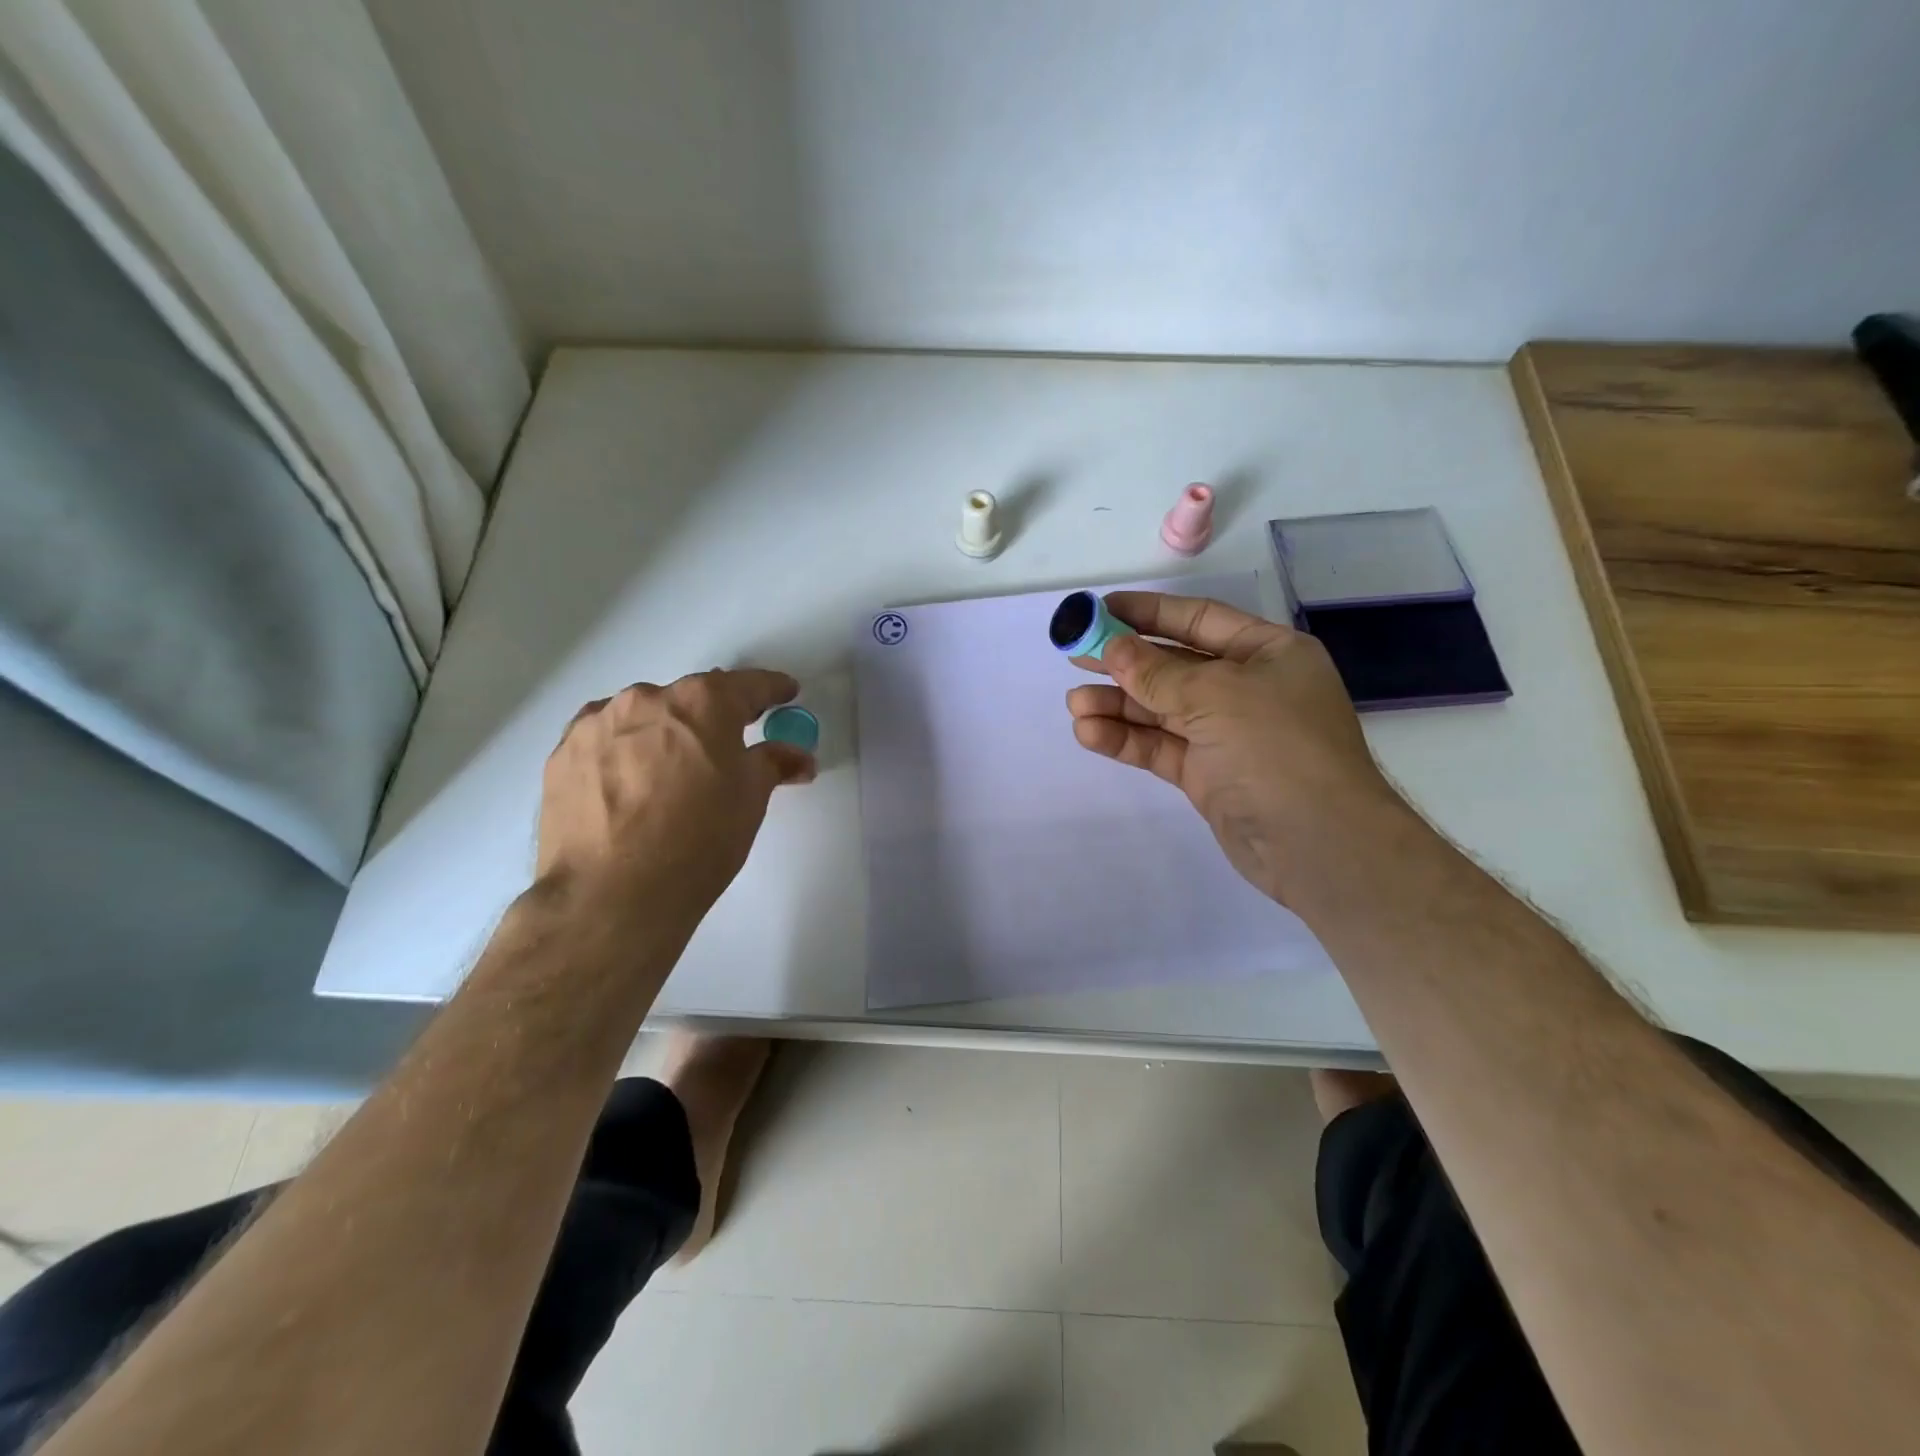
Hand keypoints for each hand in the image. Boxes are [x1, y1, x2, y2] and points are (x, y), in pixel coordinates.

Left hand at [537, 669, 815, 924]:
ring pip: (643, 718)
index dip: (772, 689)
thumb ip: (773, 764)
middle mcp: (647, 699)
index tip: (786, 693)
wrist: (611, 895)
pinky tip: (630, 786)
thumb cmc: (698, 840)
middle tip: (727, 748)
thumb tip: (795, 756)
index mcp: (702, 703)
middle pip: (690, 699)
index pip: (748, 685)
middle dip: (713, 718)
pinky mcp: (562, 755)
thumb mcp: (750, 800)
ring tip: (671, 774)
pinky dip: (625, 752)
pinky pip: (606, 741)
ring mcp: (597, 724)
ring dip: (664, 734)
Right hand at [1066, 592, 1401, 901]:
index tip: (1099, 611)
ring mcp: (1226, 734)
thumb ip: (1158, 673)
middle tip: (1074, 656)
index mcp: (1267, 653)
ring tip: (1075, 704)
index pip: (1198, 620)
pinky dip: (1126, 739)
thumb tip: (1113, 648)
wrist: (1319, 845)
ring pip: (1160, 710)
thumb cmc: (1278, 748)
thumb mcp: (1217, 696)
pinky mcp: (1207, 774)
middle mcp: (1247, 688)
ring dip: (1117, 705)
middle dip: (1124, 662)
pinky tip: (1089, 732)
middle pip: (1173, 665)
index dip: (1147, 613)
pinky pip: (1159, 746)